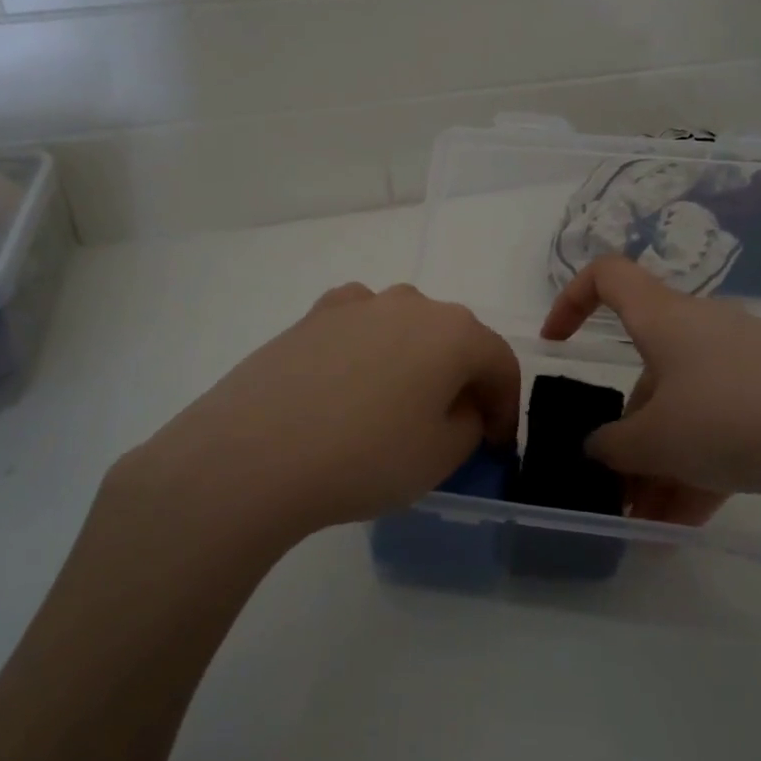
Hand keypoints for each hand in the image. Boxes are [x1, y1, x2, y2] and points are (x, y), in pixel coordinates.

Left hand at [104, 283, 518, 548]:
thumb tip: (461, 407)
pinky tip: (352, 382)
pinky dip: (370, 350)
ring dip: (416, 362)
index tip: (498, 444)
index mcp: (455, 332)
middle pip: (455, 340)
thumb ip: (470, 425)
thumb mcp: (441, 456)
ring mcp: (358, 304)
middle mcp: (412, 303)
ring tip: (398, 405)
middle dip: (463, 381)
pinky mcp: (313, 315)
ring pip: (407, 329)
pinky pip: (360, 327)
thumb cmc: (365, 458)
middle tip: (454, 426)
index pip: (500, 364)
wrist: (253, 455)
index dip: (507, 407)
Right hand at [541, 257, 760, 519]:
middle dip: (626, 436)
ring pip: (684, 410)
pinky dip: (700, 468)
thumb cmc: (731, 416)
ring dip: (660, 465)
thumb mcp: (657, 441)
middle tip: (616, 491)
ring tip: (649, 526)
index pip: (606, 276)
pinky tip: (688, 524)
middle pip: (646, 373)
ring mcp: (741, 363)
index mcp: (662, 319)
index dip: (570, 300)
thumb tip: (598, 448)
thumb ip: (612, 447)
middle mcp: (699, 331)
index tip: (555, 346)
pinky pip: (722, 428)